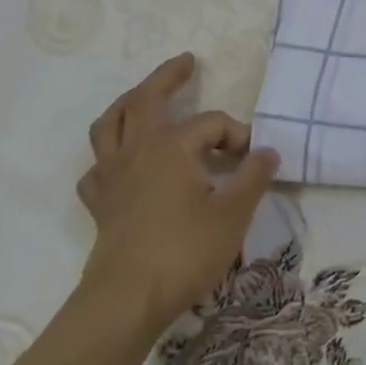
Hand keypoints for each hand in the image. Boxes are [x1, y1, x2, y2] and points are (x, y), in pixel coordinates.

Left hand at [75, 52, 279, 332]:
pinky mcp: (101, 204)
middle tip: (186, 63)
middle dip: (168, 77)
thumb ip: (254, 177)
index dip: (238, 136)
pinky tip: (120, 165)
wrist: (126, 301)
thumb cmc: (184, 252)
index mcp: (172, 146)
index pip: (212, 124)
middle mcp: (137, 151)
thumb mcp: (234, 213)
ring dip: (127, 104)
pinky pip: (98, 169)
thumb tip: (267, 152)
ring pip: (110, 125)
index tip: (254, 161)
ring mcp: (113, 176)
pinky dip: (108, 158)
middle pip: (145, 100)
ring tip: (142, 98)